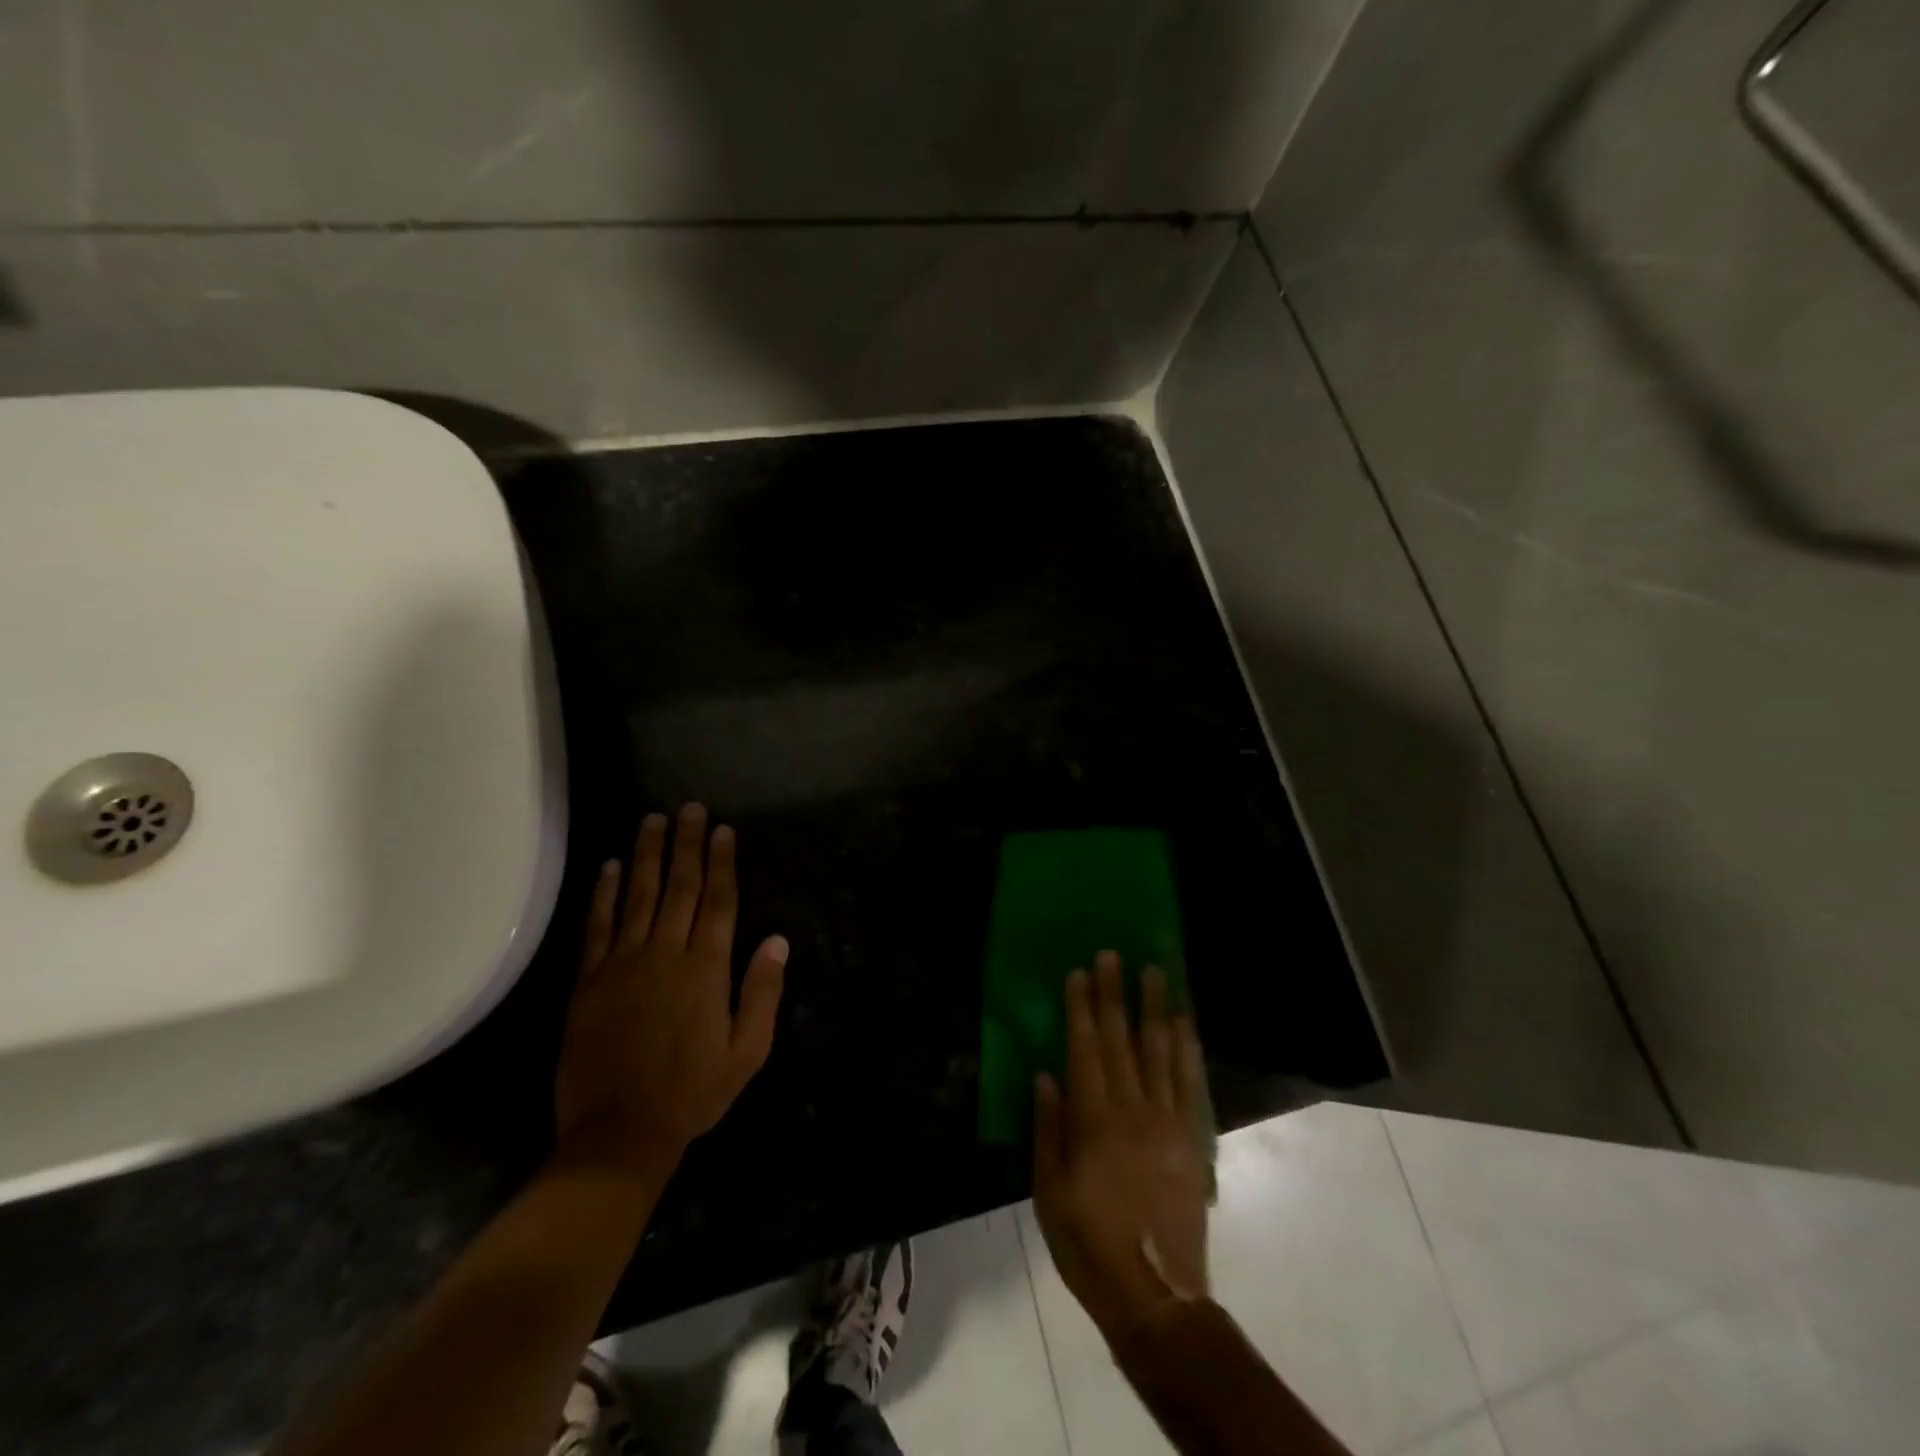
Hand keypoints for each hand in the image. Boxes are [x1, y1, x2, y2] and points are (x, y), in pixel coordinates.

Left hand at [554, 804, 788, 1174]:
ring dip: (646, 855)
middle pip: (679, 887)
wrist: (618, 1134)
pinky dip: (604, 893)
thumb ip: (762, 993)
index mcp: (706, 969)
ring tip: (652, 820)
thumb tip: (777, 941)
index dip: (721, 862)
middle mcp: (665, 954)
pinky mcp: (589, 981)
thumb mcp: (747, 1052)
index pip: (718, 901)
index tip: (722, 830)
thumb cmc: (693, 1093)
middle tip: (690, 808)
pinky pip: (598, 927)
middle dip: (686, 844)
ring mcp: (622, 964)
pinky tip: (609, 867)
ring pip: (637, 896)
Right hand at [1032, 951, 1210, 1343]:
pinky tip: (1185, 1022)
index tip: (1080, 972)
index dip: (1082, 1008)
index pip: (1085, 1049)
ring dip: (1156, 1008)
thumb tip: (1045, 1075)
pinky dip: (1188, 1047)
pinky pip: (1191, 1082)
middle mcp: (1133, 1110)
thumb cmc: (1089, 1244)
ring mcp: (1169, 1121)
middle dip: (1116, 994)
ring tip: (1155, 972)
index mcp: (1094, 1122)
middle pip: (1122, 1040)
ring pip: (1161, 1051)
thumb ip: (1048, 1129)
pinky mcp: (1193, 1138)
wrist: (1157, 1294)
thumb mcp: (1049, 1192)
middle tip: (1114, 954)